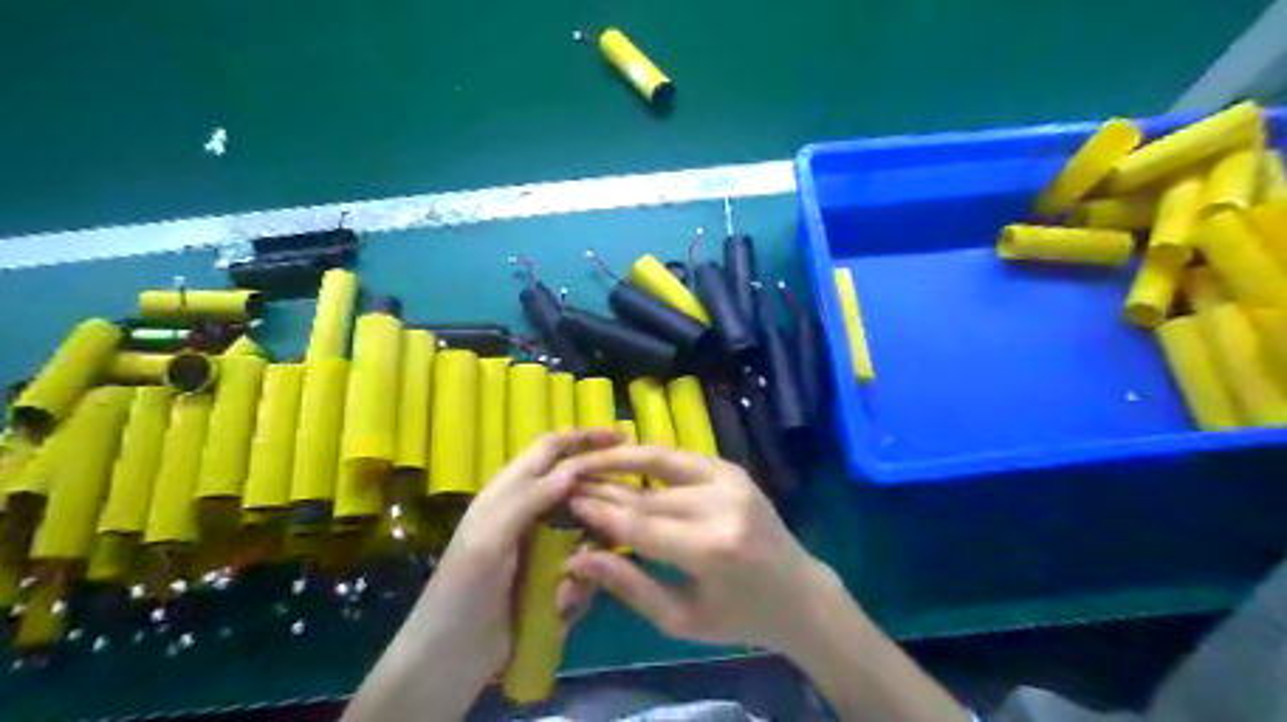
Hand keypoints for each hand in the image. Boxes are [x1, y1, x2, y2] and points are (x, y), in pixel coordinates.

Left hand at [408, 431, 617, 684]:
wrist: (451, 657)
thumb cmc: (463, 589)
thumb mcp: (489, 538)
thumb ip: (529, 499)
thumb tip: (573, 468)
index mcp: (510, 491)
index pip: (550, 449)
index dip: (582, 437)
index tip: (621, 436)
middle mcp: (531, 511)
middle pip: (576, 485)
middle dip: (600, 494)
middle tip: (629, 504)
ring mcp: (544, 545)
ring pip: (585, 528)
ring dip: (590, 546)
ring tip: (582, 571)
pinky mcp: (554, 576)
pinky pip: (583, 566)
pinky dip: (580, 581)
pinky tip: (564, 603)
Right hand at [555, 446, 834, 655]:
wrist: (798, 592)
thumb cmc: (739, 618)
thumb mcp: (680, 619)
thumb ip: (629, 585)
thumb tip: (578, 558)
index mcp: (712, 549)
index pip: (640, 525)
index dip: (599, 512)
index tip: (566, 502)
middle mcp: (722, 506)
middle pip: (647, 494)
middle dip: (604, 488)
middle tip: (566, 485)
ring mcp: (731, 480)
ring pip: (660, 465)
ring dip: (619, 462)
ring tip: (585, 460)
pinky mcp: (733, 469)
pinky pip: (681, 457)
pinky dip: (649, 456)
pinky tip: (621, 455)